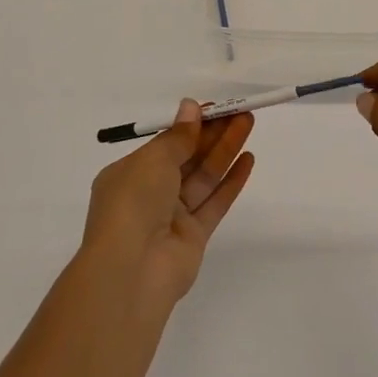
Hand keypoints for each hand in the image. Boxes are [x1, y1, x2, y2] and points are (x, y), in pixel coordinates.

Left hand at [81, 100, 254, 306]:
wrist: (132, 270)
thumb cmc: (134, 202)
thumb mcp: (153, 159)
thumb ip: (179, 135)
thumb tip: (191, 107)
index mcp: (129, 174)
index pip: (165, 143)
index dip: (191, 125)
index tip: (215, 108)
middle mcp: (149, 194)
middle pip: (187, 157)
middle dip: (213, 134)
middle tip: (240, 111)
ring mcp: (172, 217)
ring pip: (203, 177)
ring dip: (226, 150)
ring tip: (248, 124)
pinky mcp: (194, 237)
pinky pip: (214, 202)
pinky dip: (231, 181)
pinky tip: (248, 159)